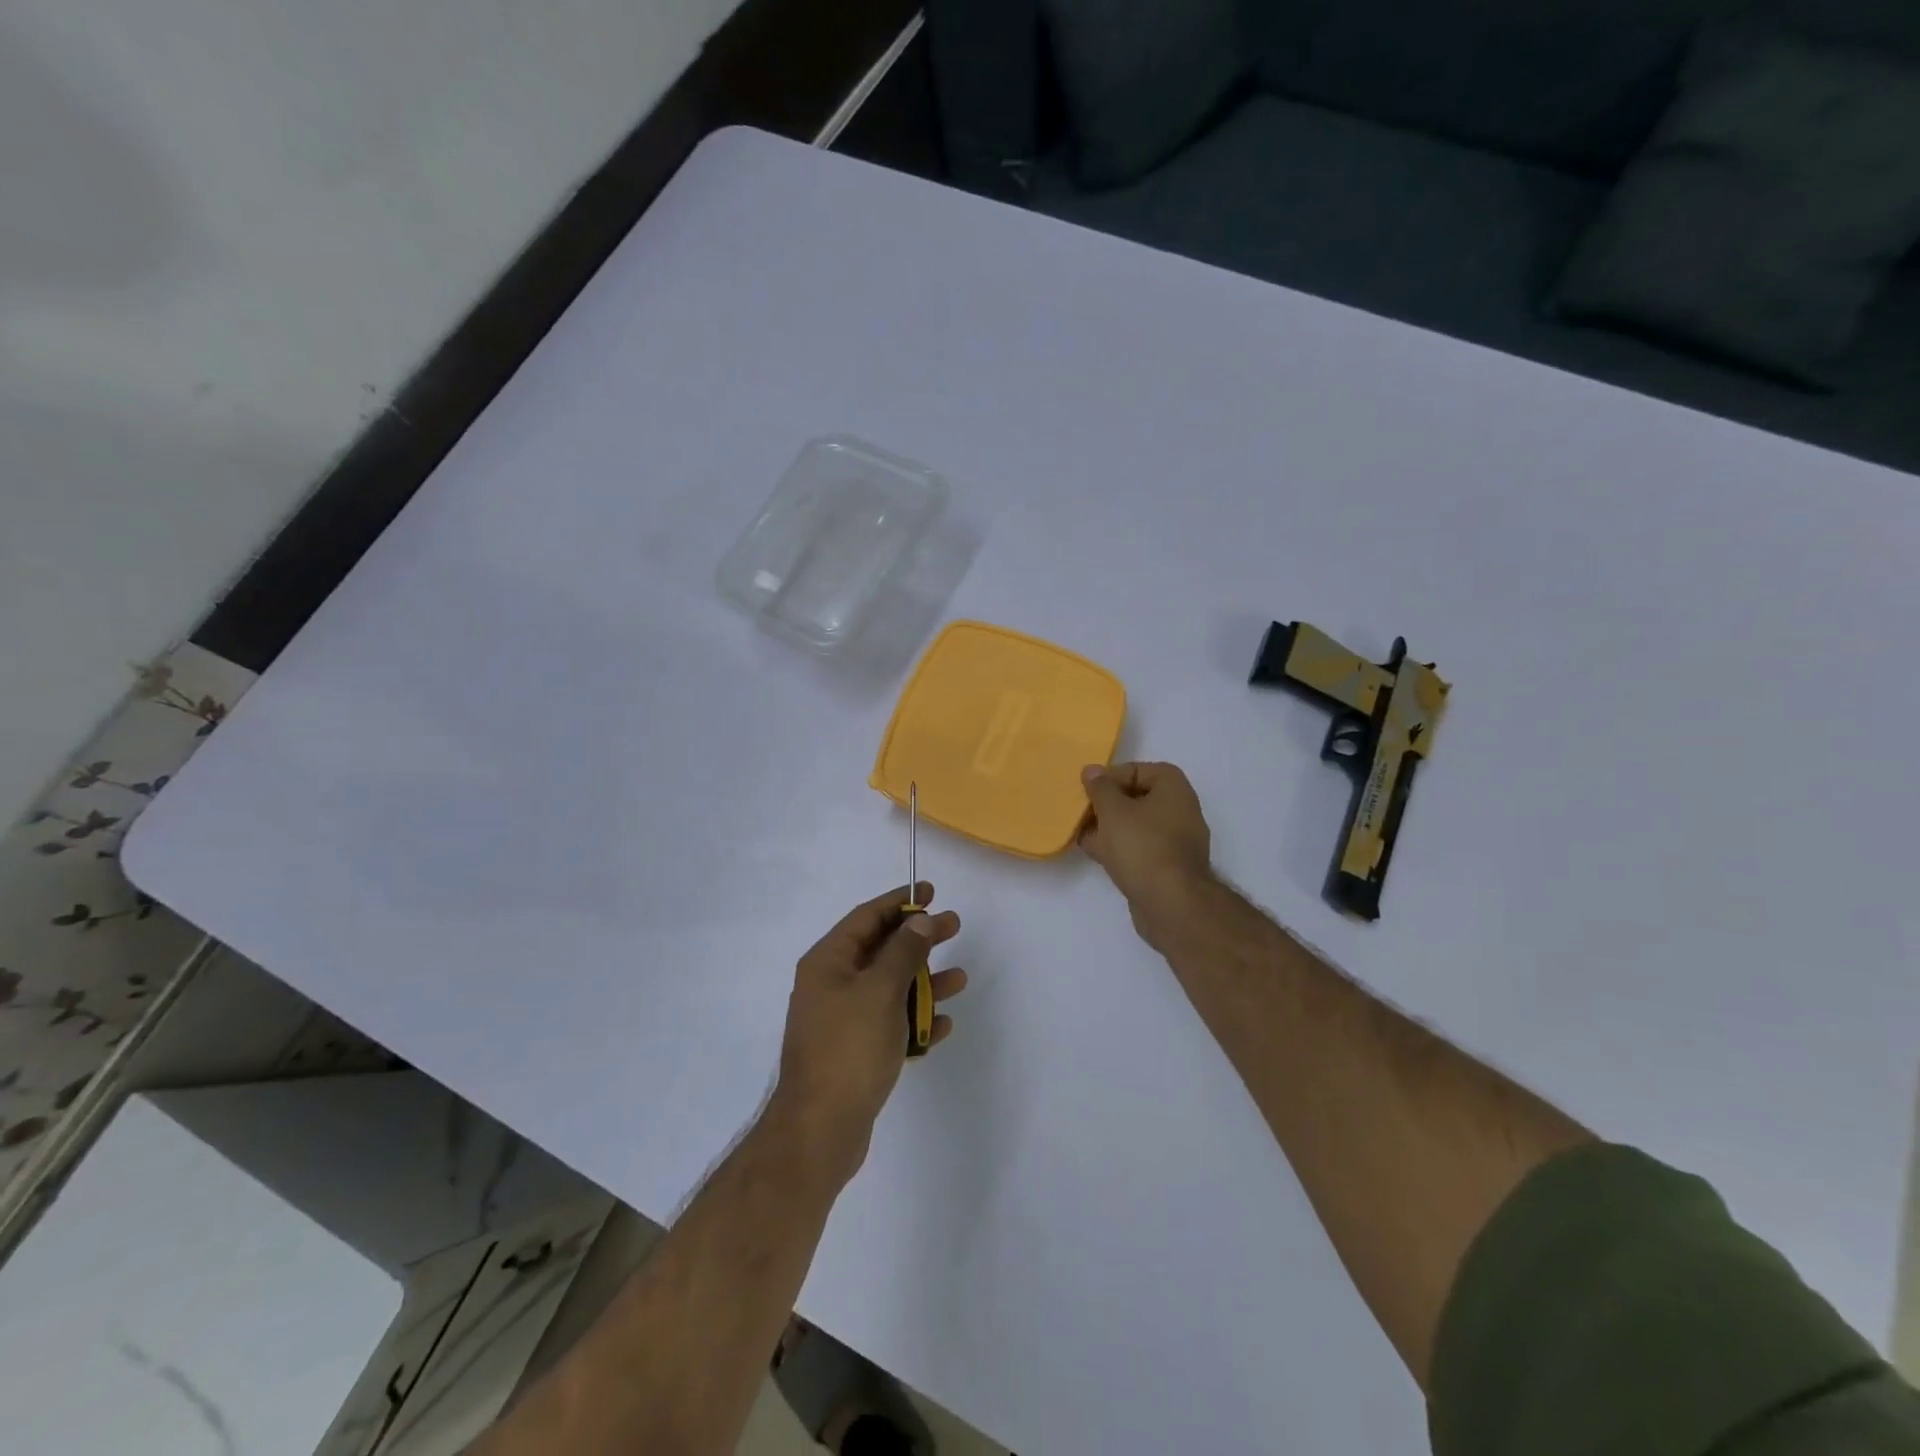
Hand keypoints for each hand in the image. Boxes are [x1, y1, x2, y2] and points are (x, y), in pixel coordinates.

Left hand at [771, 884, 965, 1182]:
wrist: (820, 1129)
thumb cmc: (849, 1048)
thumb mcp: (880, 990)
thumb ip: (903, 952)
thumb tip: (920, 920)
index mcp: (827, 962)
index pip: (866, 917)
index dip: (898, 902)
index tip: (931, 893)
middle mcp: (832, 985)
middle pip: (881, 950)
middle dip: (918, 939)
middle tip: (954, 926)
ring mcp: (843, 1020)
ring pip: (890, 989)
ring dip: (924, 982)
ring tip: (959, 979)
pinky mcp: (855, 1052)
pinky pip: (891, 1024)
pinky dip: (915, 1020)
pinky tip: (942, 1024)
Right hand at [1079, 762, 1213, 944]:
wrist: (1171, 904)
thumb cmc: (1142, 846)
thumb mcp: (1112, 810)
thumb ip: (1100, 787)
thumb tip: (1092, 770)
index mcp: (1173, 788)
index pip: (1137, 770)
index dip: (1110, 777)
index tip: (1088, 791)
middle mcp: (1180, 809)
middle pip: (1136, 798)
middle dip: (1107, 804)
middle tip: (1082, 812)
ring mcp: (1176, 840)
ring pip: (1136, 825)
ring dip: (1109, 828)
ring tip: (1082, 834)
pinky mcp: (1168, 866)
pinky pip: (1139, 848)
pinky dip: (1119, 848)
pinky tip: (1096, 853)